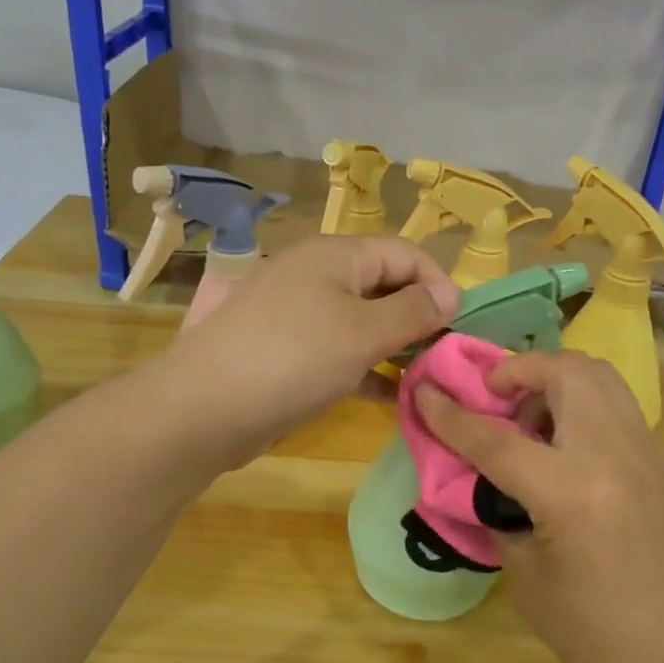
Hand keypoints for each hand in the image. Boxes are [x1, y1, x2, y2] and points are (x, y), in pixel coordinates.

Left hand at [164, 236, 459, 467]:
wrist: (205, 409)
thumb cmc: (293, 360)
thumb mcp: (363, 333)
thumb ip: (413, 311)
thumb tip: (450, 294)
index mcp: (336, 255)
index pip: (406, 253)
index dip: (439, 284)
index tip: (459, 327)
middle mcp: (317, 276)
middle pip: (384, 285)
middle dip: (419, 317)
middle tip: (444, 358)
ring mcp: (299, 314)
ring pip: (363, 321)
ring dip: (395, 346)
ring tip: (424, 378)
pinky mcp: (288, 351)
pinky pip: (340, 350)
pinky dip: (367, 368)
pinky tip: (390, 395)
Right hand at [413, 351, 663, 662]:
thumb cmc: (584, 625)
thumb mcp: (521, 568)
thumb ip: (493, 504)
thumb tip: (471, 466)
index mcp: (572, 493)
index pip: (497, 439)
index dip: (451, 415)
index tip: (424, 392)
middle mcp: (614, 455)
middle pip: (565, 372)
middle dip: (518, 370)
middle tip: (494, 397)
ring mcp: (646, 450)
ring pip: (598, 374)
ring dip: (555, 380)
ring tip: (531, 419)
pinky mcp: (660, 457)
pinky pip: (615, 403)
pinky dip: (581, 402)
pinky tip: (564, 444)